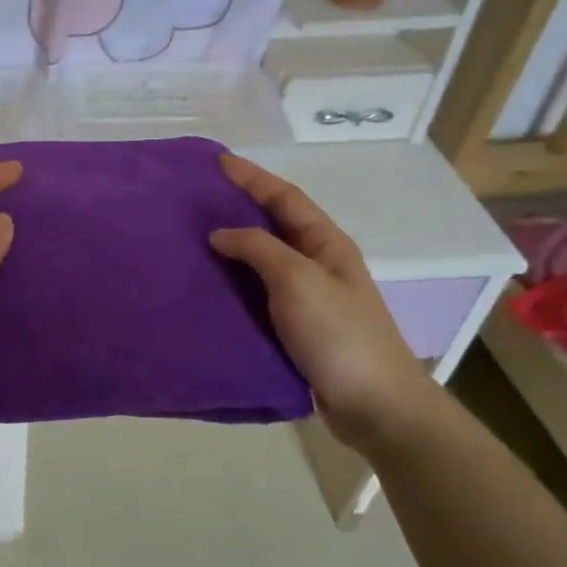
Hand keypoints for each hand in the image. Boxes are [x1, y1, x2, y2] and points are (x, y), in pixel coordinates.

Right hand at [209, 154, 443, 450]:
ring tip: (192, 240)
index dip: (252, 177)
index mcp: (325, 244)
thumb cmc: (339, 334)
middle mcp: (317, 264)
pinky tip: (208, 288)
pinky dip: (234, 285)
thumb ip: (258, 249)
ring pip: (263, 261)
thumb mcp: (298, 280)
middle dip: (239, 207)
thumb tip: (220, 233)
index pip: (284, 198)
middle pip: (274, 225)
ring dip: (232, 248)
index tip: (217, 161)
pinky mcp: (295, 329)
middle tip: (197, 199)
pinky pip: (258, 295)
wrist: (374, 405)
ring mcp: (307, 298)